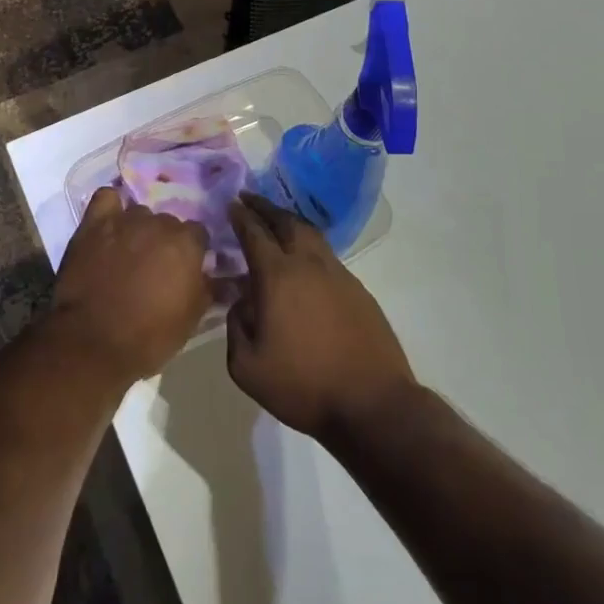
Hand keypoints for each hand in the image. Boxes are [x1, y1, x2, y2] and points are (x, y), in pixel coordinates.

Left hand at [51, 187, 211, 386]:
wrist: (92, 342)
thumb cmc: (148, 336)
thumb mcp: (191, 319)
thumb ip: (208, 289)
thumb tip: (224, 277)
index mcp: (186, 244)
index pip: (198, 233)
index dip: (193, 250)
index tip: (185, 268)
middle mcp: (158, 223)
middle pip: (168, 222)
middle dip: (165, 240)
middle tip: (155, 265)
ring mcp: (124, 220)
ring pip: (139, 213)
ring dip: (138, 229)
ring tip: (128, 252)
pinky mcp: (93, 224)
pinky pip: (106, 199)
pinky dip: (110, 208)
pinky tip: (109, 224)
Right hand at [225, 193, 417, 441]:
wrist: (373, 404)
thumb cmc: (303, 386)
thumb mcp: (247, 367)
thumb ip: (236, 325)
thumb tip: (243, 301)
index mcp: (277, 276)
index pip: (254, 233)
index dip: (240, 216)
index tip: (230, 204)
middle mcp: (308, 264)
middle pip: (286, 222)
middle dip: (265, 207)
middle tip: (250, 199)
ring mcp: (338, 274)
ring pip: (311, 234)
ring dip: (290, 222)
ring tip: (276, 221)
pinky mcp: (358, 290)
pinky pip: (327, 256)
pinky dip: (309, 246)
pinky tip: (304, 261)